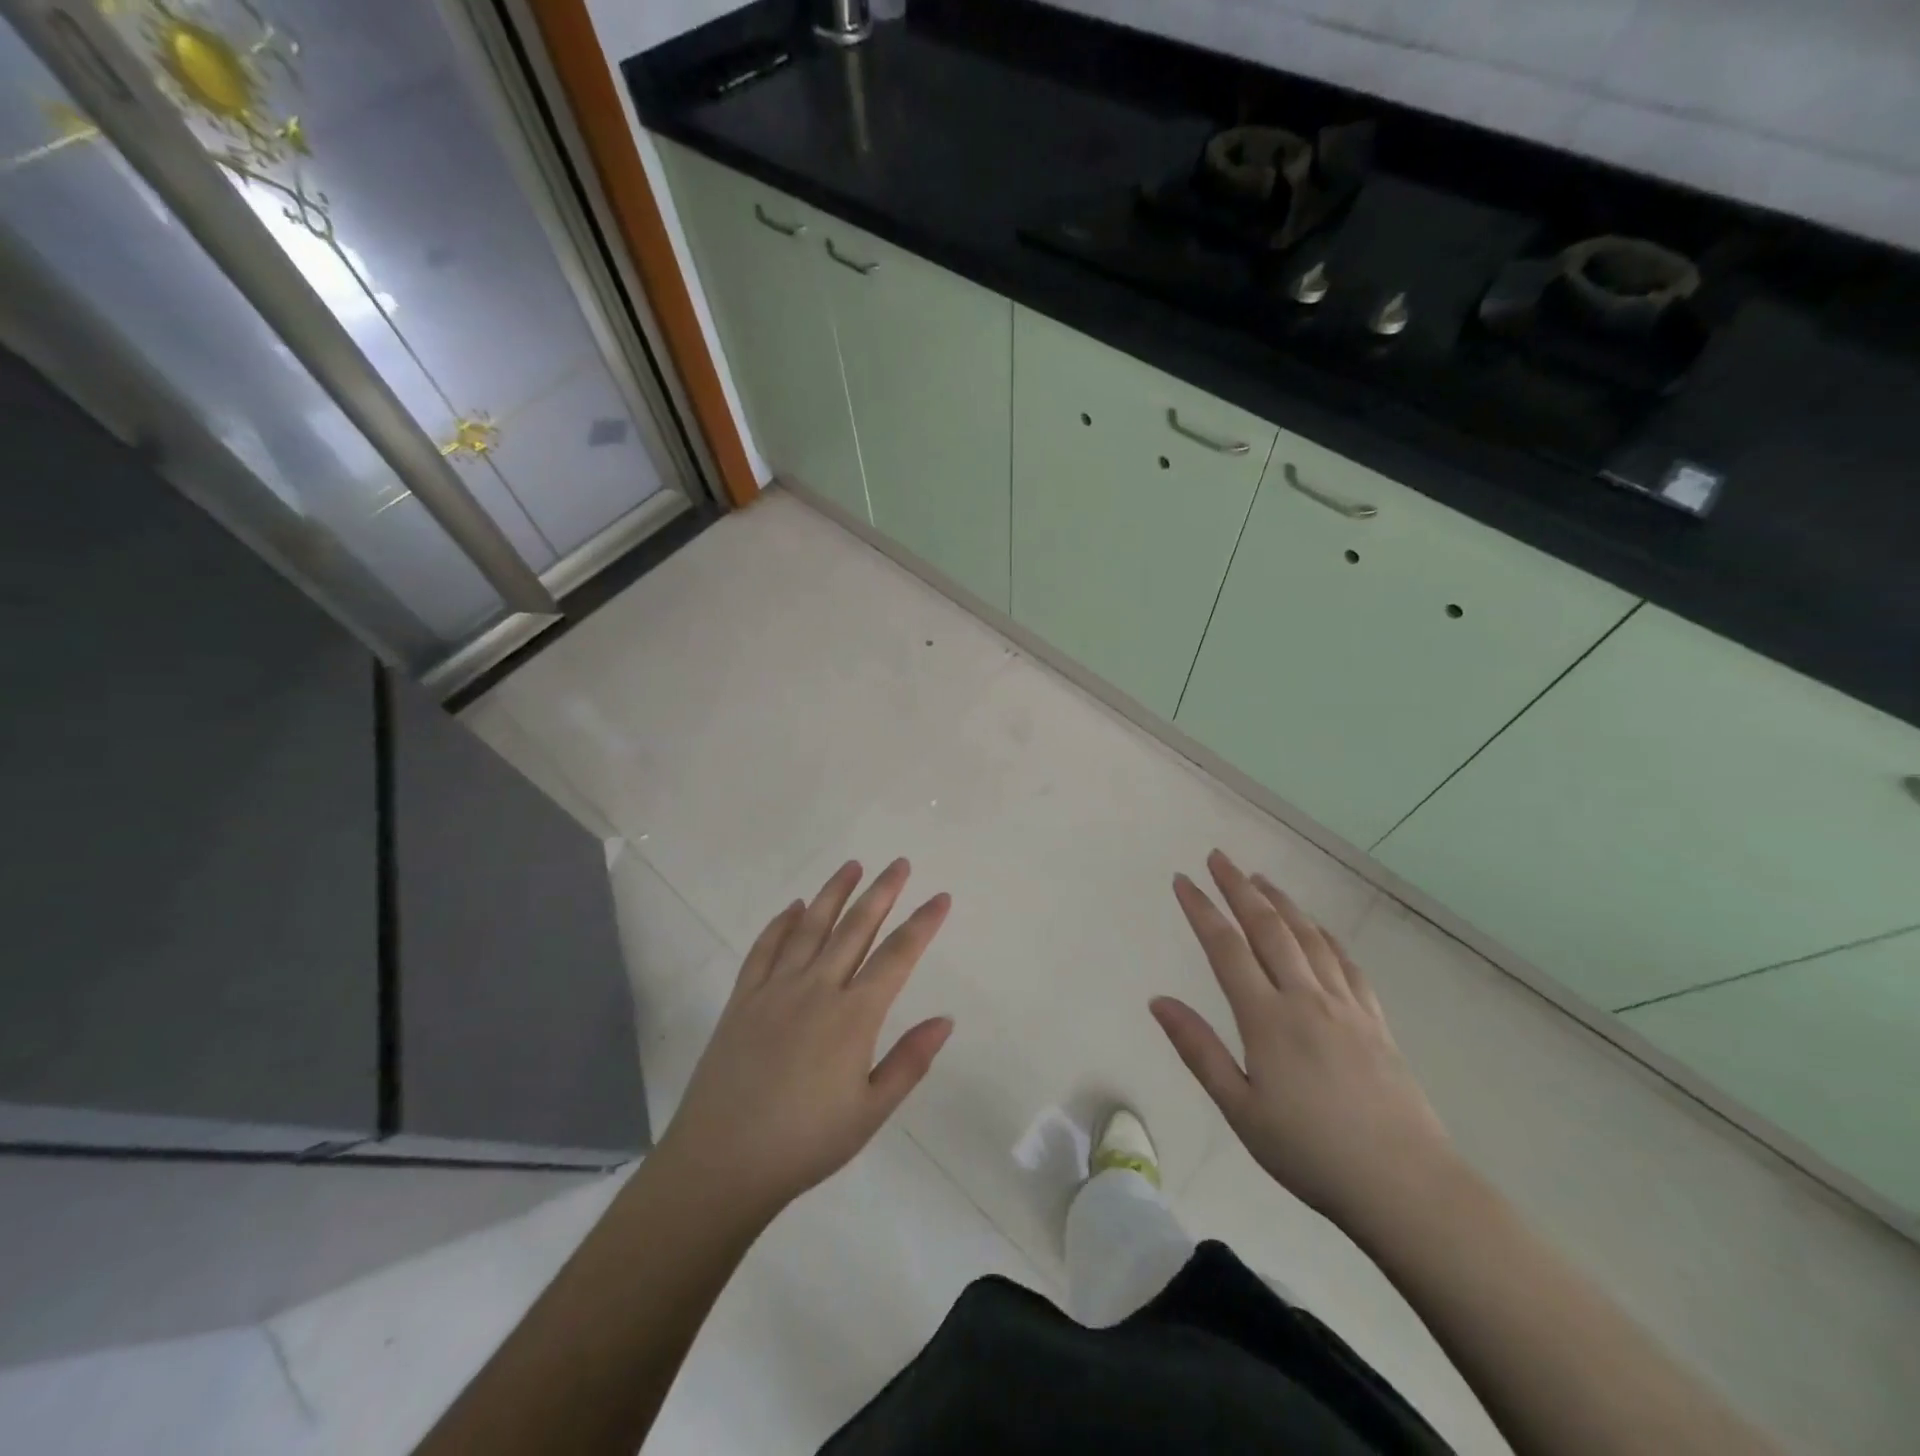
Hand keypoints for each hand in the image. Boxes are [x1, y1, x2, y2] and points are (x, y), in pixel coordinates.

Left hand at [654, 859, 953, 1221]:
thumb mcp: (871, 1111)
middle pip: (855, 928)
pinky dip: (781, 924)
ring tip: (852, 865)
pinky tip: (793, 907)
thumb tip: (946, 1019)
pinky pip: (764, 949)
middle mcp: (816, 988)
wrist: (722, 1162)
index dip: (922, 923)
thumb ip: (910, 1061)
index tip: (940, 897)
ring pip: (810, 927)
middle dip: (882, 892)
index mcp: (853, 1016)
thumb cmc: (806, 1143)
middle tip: (900, 863)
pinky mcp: (742, 999)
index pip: (897, 956)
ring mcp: (775, 989)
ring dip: (833, 893)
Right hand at [1152, 850, 1455, 1231]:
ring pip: (1309, 937)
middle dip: (1239, 888)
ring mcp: (1346, 1006)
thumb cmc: (1311, 1153)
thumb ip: (1198, 1050)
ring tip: (1260, 879)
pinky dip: (1325, 936)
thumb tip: (1158, 1001)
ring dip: (1281, 902)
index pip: (1226, 948)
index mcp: (1267, 1019)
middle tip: (1219, 857)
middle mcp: (1305, 998)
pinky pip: (1346, 964)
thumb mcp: (1241, 1109)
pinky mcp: (1375, 1021)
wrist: (1406, 1187)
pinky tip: (1318, 929)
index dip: (1202, 909)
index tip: (1183, 880)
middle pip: (1268, 927)